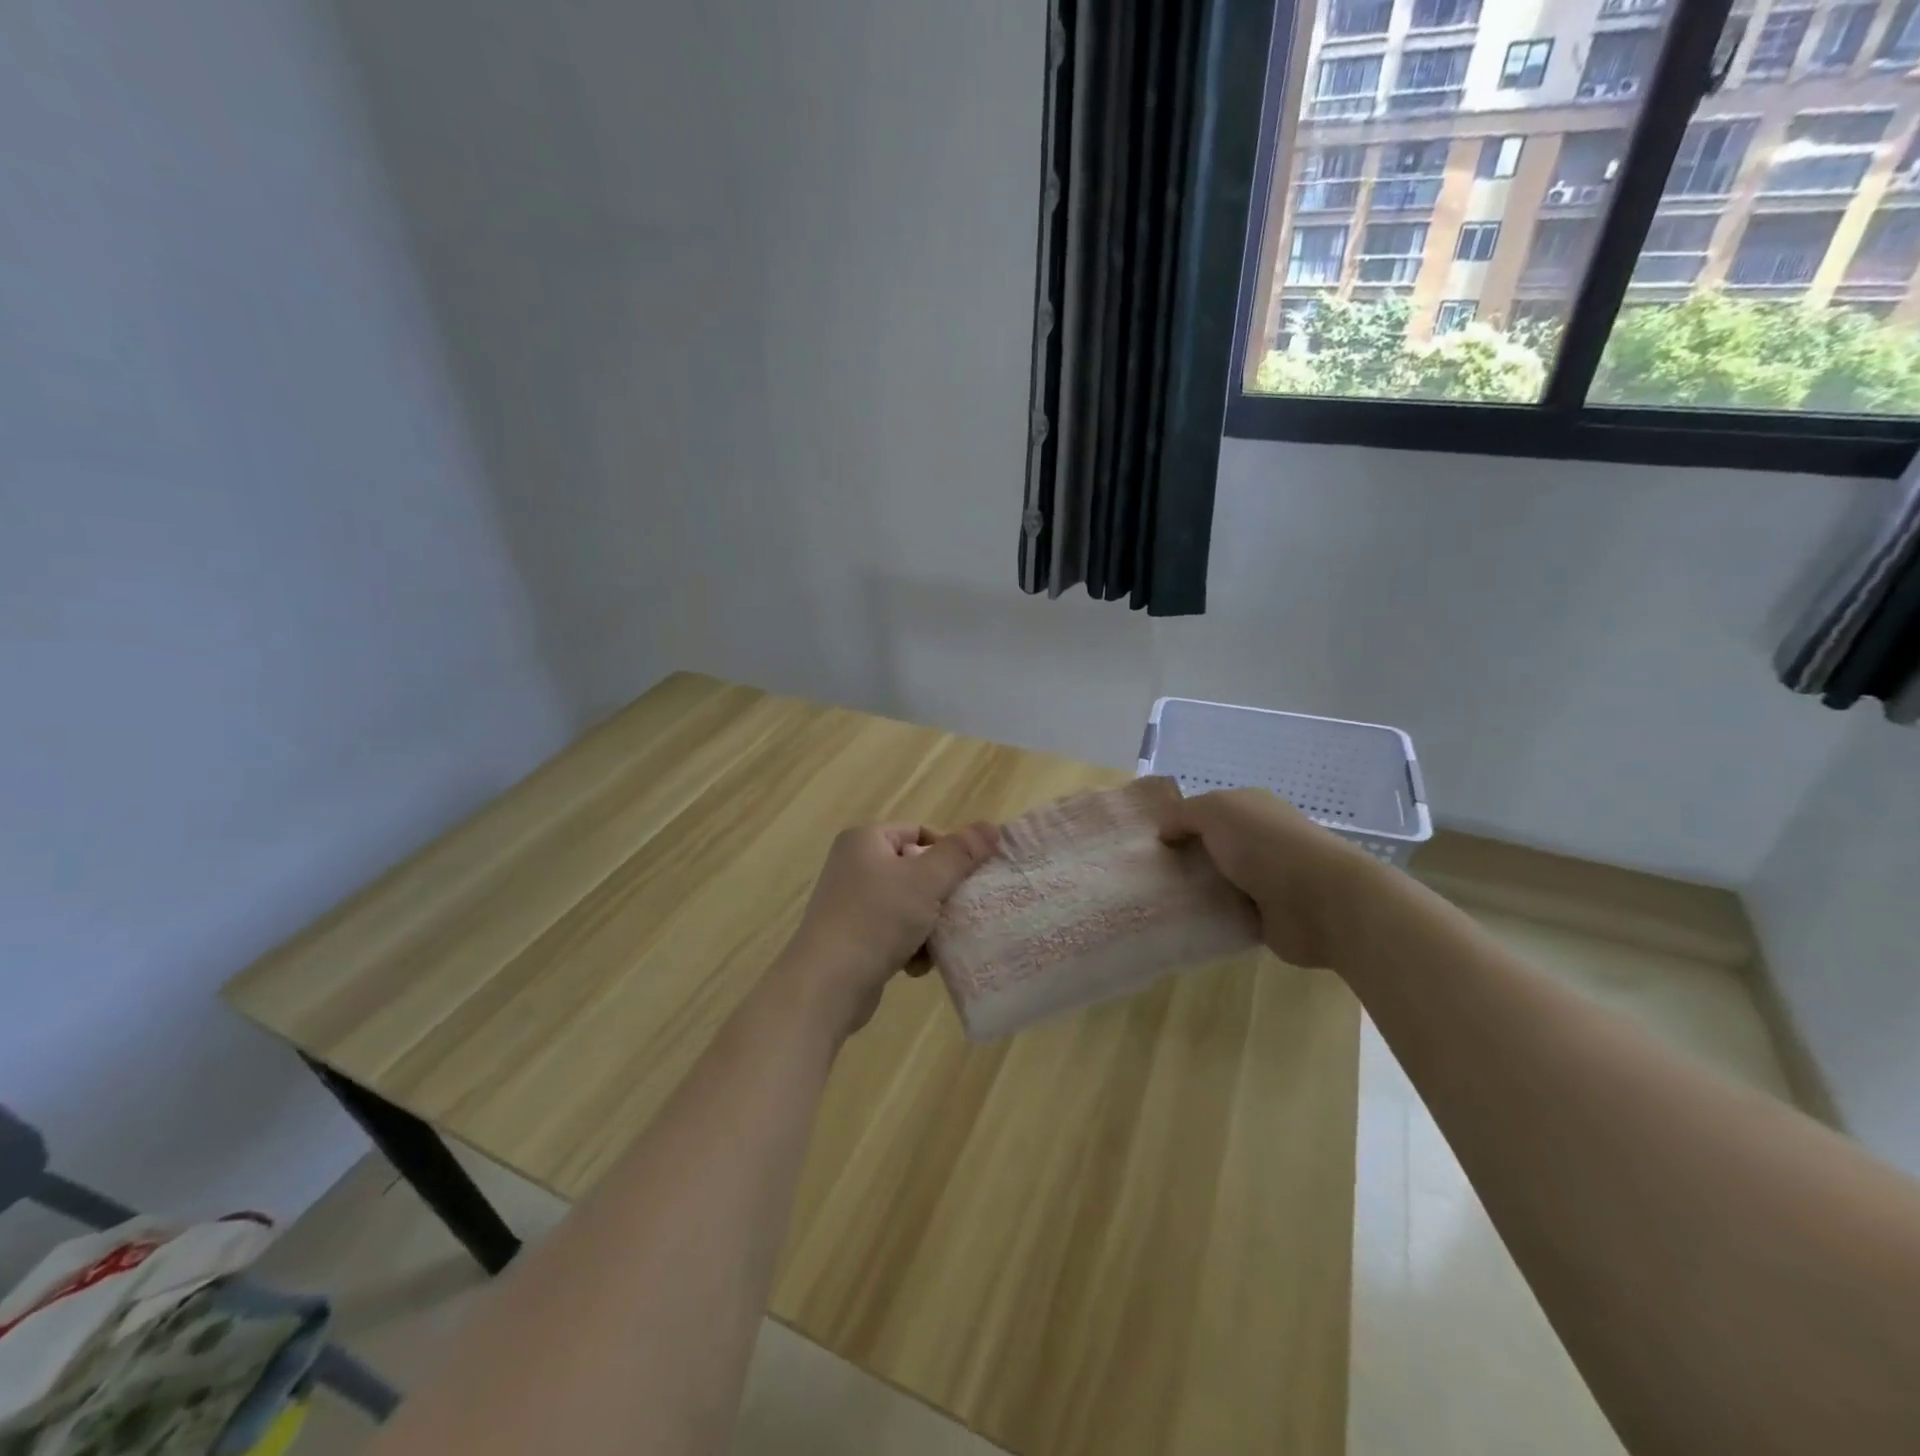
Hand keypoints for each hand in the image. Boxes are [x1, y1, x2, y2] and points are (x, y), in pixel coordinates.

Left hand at [776, 821, 998, 1038]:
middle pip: (915, 870)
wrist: (827, 984)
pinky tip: (915, 966)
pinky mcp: (851, 936)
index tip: (968, 879)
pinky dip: (909, 946)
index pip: (919, 832)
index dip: (948, 852)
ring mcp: (850, 902)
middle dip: (940, 895)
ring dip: (928, 925)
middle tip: (960, 913)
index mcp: (865, 840)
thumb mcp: (926, 881)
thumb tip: (992, 827)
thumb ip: (960, 853)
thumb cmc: (877, 920)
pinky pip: (892, 931)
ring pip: (908, 904)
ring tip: (936, 945)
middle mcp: (853, 864)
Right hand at [1151, 784, 1378, 968]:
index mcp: (1250, 810)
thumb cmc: (1267, 845)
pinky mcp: (1264, 918)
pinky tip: (1182, 923)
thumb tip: (1164, 832)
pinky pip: (1225, 916)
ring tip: (1156, 902)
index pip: (1206, 812)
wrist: (1322, 901)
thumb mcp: (1216, 811)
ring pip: (1215, 883)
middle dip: (1181, 860)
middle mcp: (1257, 842)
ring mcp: (1263, 881)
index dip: (1178, 823)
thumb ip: (1183, 815)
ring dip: (1192, 891)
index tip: (1149, 843)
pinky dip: (1208, 919)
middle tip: (1146, 875)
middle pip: (1208, 849)